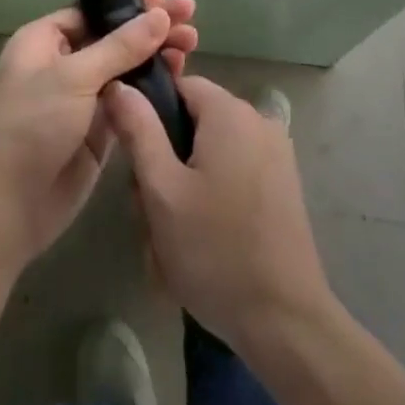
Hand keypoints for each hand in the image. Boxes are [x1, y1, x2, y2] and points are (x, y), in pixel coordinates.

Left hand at [0, 0, 197, 268]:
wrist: (10, 204)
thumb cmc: (32, 125)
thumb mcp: (74, 77)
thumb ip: (120, 46)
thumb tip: (159, 14)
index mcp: (43, 41)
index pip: (92, 12)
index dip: (129, 5)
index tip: (165, 1)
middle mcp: (62, 64)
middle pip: (113, 37)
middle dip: (150, 28)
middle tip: (190, 17)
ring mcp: (82, 98)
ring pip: (126, 68)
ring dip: (156, 55)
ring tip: (192, 44)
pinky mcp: (99, 130)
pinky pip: (130, 100)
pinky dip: (153, 88)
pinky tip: (180, 77)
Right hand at [106, 74, 333, 357]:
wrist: (284, 320)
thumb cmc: (214, 250)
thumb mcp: (162, 190)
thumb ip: (138, 130)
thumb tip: (119, 85)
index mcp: (231, 113)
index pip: (179, 86)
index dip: (150, 114)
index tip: (135, 159)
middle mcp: (259, 121)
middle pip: (195, 121)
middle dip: (166, 158)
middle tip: (150, 210)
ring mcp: (276, 154)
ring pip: (211, 151)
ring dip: (185, 184)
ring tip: (170, 235)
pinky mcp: (283, 184)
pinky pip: (234, 172)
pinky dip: (211, 196)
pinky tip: (200, 240)